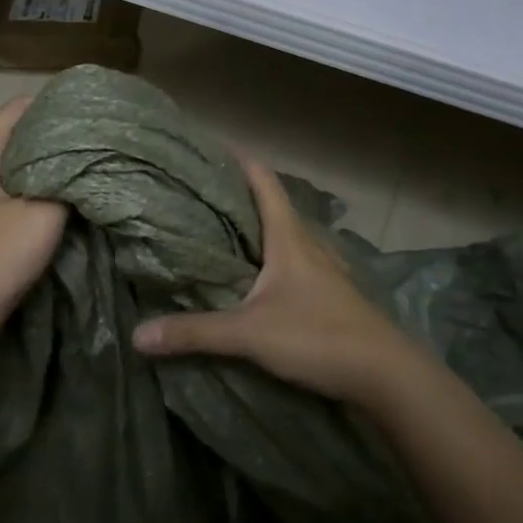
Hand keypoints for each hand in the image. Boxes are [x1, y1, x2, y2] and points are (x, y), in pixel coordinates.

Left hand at [0, 98, 66, 352]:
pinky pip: (20, 189)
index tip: (90, 109)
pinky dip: (44, 186)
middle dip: (58, 135)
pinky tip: (71, 193)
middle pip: (21, 135)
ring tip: (91, 161)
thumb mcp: (43, 213)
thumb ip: (69, 181)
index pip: (19, 108)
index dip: (54, 104)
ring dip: (53, 164)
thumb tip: (87, 159)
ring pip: (22, 164)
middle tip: (99, 136)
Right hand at [131, 156, 420, 407]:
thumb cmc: (318, 336)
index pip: (265, 182)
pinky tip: (261, 278)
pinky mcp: (333, 294)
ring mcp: (325, 269)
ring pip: (287, 236)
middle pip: (273, 206)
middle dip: (240, 197)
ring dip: (260, 229)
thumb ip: (195, 333)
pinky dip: (274, 260)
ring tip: (225, 234)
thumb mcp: (250, 334)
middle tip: (202, 196)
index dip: (240, 162)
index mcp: (289, 237)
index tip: (211, 149)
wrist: (385, 373)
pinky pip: (297, 263)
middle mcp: (309, 244)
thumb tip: (138, 334)